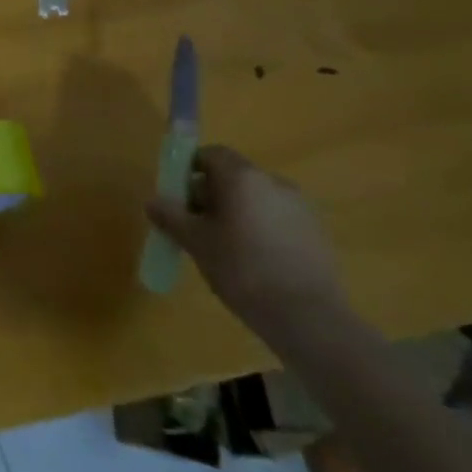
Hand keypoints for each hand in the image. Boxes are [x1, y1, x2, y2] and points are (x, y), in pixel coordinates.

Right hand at [147, 145, 348, 344]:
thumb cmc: (242, 268)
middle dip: (211, 195)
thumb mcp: (195, 241)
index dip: (190, 169)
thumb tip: (153, 201)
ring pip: (256, 200)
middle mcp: (274, 182)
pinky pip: (278, 220)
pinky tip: (254, 262)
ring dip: (237, 213)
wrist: (308, 317)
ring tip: (225, 248)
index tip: (179, 196)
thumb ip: (171, 216)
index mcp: (243, 177)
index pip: (211, 154)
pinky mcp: (318, 234)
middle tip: (196, 226)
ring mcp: (301, 208)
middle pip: (234, 177)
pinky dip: (261, 230)